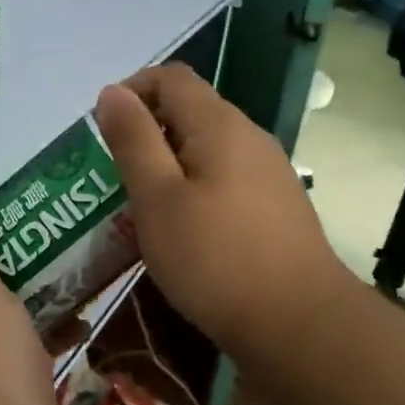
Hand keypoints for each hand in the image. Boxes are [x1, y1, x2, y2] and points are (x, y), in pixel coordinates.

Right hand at [94, 64, 352, 354]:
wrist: (301, 326)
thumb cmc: (216, 259)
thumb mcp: (157, 198)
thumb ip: (133, 140)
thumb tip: (112, 91)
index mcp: (220, 125)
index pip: (171, 78)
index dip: (132, 90)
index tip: (103, 130)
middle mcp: (250, 137)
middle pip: (191, 110)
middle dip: (148, 131)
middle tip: (116, 175)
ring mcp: (269, 172)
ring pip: (208, 148)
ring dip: (169, 164)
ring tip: (143, 206)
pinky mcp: (277, 206)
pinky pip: (225, 178)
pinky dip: (195, 188)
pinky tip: (184, 230)